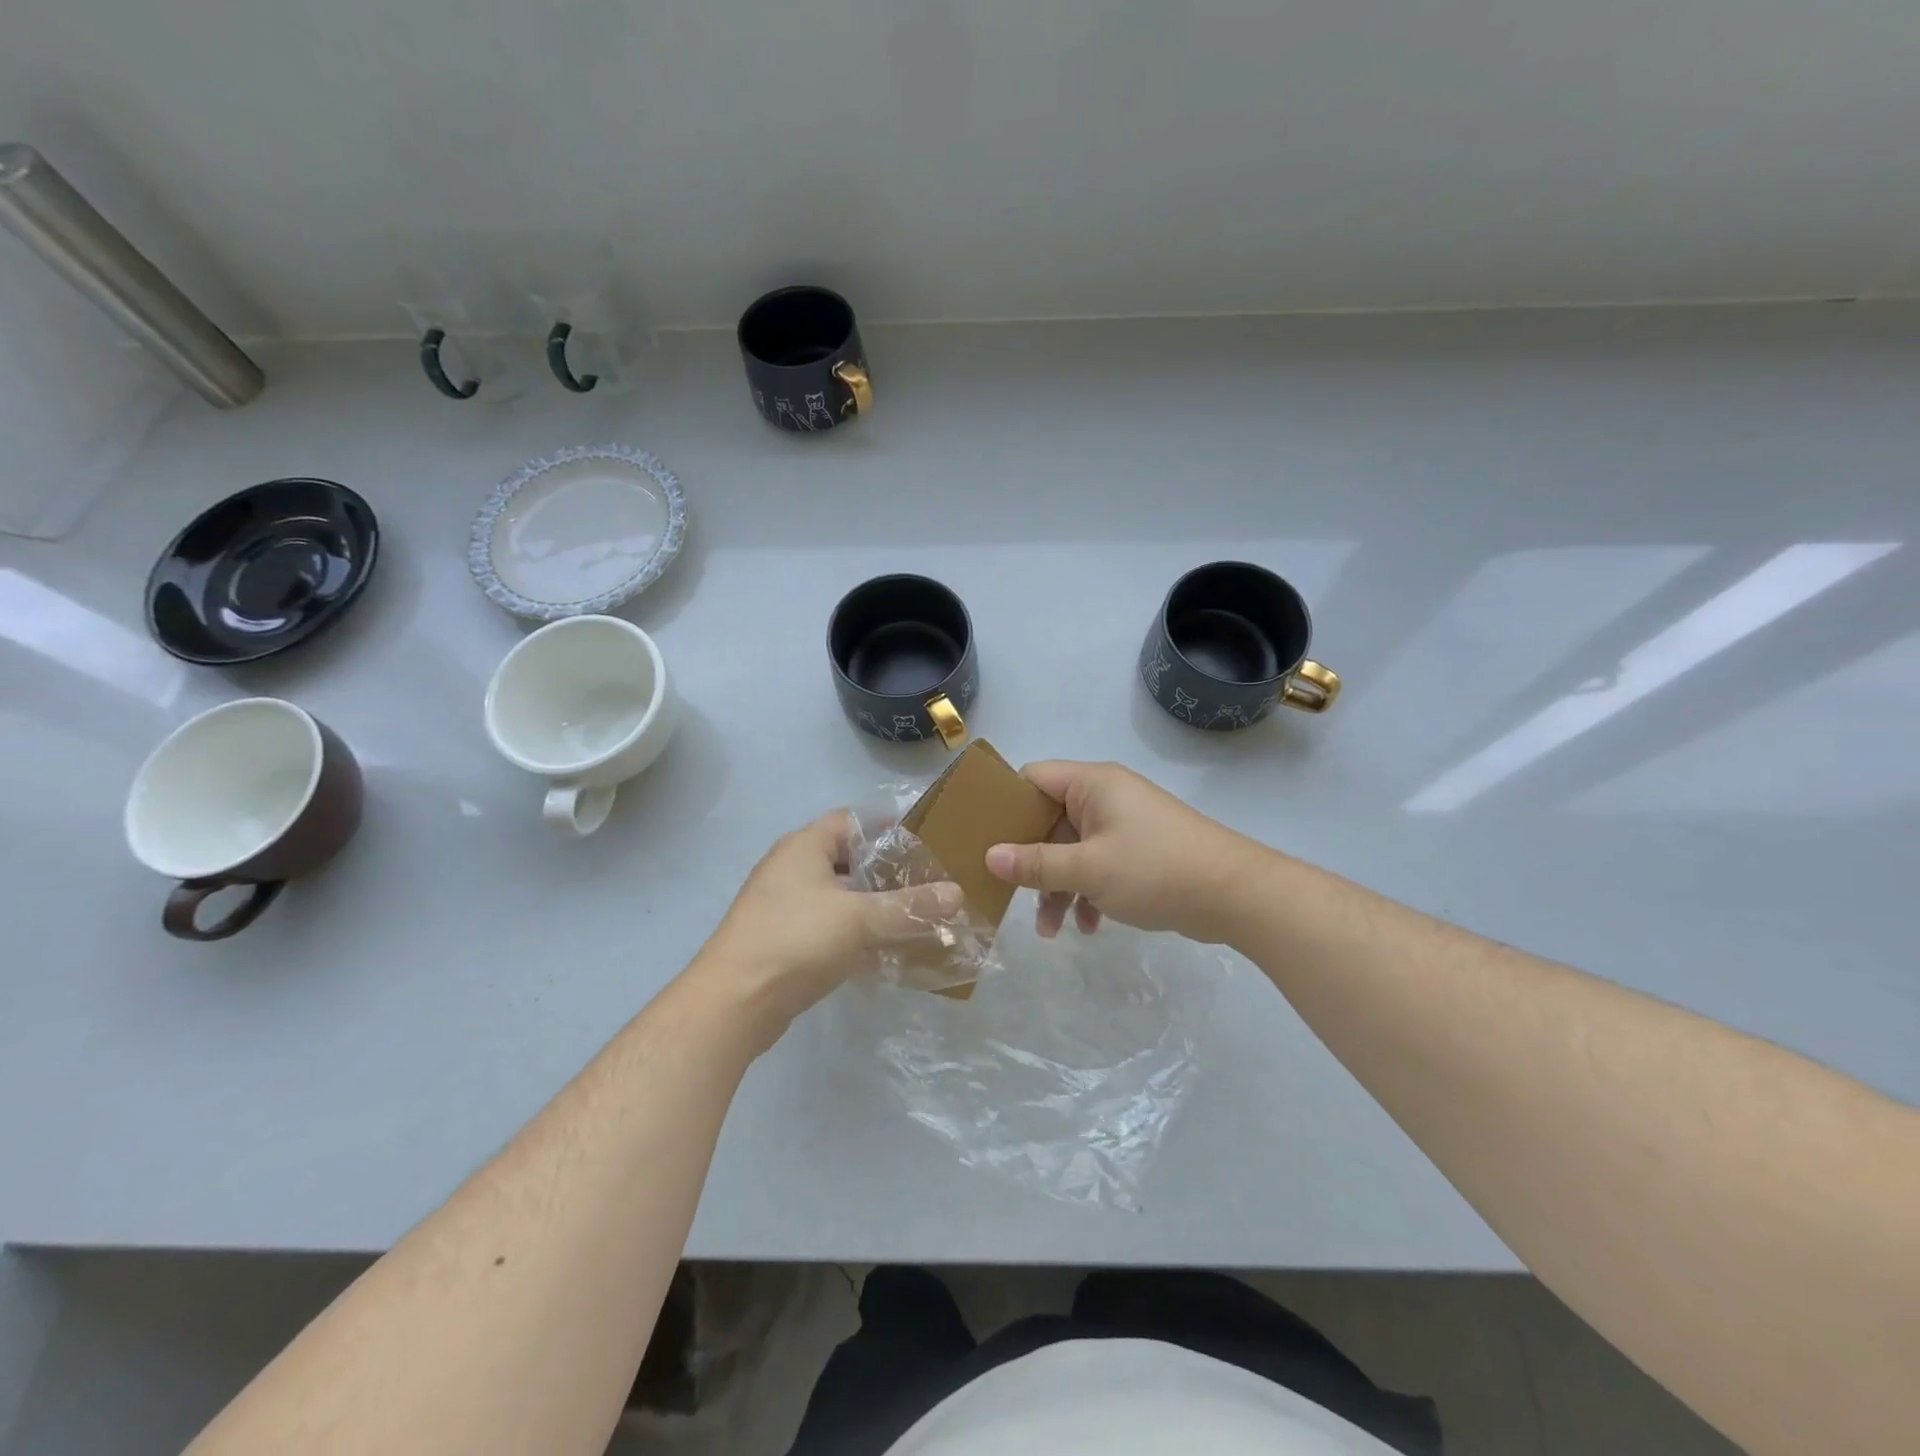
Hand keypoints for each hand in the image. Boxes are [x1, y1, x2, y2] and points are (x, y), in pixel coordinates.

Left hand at [695, 811, 962, 1043]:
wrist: (734, 1002)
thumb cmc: (797, 940)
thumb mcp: (862, 918)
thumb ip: (910, 906)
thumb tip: (957, 894)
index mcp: (805, 846)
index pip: (851, 820)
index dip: (886, 826)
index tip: (923, 842)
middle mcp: (790, 868)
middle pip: (847, 859)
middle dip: (885, 871)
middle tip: (925, 883)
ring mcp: (783, 906)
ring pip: (837, 896)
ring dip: (870, 906)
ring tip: (911, 917)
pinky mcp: (782, 940)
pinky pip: (827, 926)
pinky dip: (853, 933)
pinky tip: (882, 951)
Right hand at [984, 761, 1262, 942]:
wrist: (1236, 895)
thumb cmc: (1155, 870)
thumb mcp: (1088, 869)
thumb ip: (1035, 863)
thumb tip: (989, 856)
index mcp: (1091, 784)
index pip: (1032, 779)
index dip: (1006, 805)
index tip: (982, 838)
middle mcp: (1105, 797)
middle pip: (1049, 820)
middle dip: (1032, 861)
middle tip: (1010, 893)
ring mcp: (1124, 824)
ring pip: (1073, 849)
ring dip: (1059, 886)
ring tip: (1051, 930)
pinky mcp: (1139, 851)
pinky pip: (1098, 864)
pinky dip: (1088, 892)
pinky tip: (1089, 927)